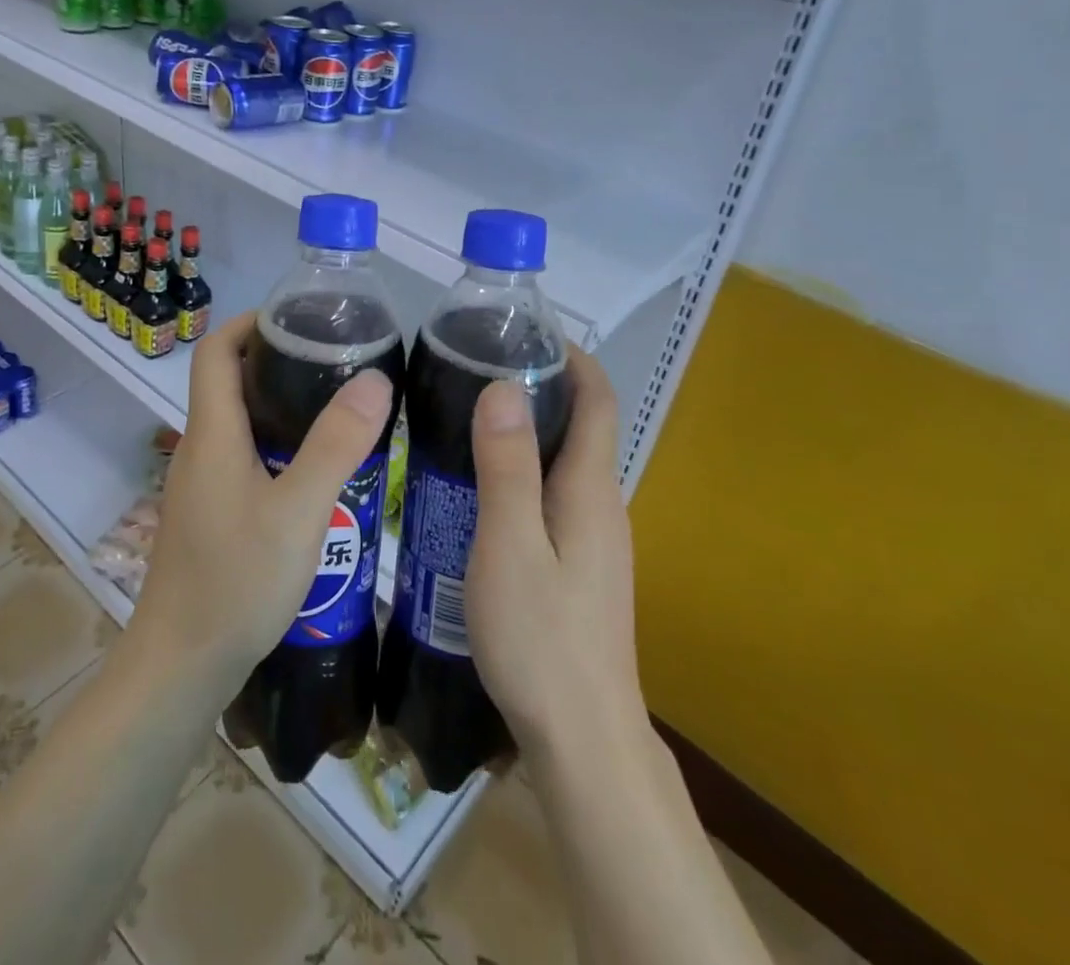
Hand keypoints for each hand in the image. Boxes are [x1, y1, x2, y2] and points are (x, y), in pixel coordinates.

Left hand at [129, 311, 394, 700]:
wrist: (182, 666)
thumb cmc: (236, 582)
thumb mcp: (299, 511)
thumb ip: (336, 445)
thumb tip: (374, 378)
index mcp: (212, 434)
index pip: (215, 351)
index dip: (249, 322)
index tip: (296, 317)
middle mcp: (200, 450)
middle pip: (229, 382)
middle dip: (275, 360)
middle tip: (333, 359)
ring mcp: (202, 485)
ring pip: (239, 424)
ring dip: (280, 406)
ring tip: (336, 407)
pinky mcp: (211, 514)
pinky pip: (244, 459)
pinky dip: (277, 446)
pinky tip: (316, 472)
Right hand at [464, 348, 644, 756]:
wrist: (583, 738)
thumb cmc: (541, 637)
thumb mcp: (510, 545)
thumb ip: (507, 467)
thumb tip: (503, 387)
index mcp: (592, 489)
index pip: (598, 400)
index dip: (572, 358)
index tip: (526, 331)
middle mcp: (602, 505)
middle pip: (582, 425)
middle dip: (540, 386)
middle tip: (475, 369)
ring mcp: (595, 539)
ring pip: (564, 463)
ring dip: (527, 430)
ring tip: (467, 417)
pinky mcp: (580, 565)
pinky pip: (553, 495)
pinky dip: (523, 470)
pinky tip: (478, 487)